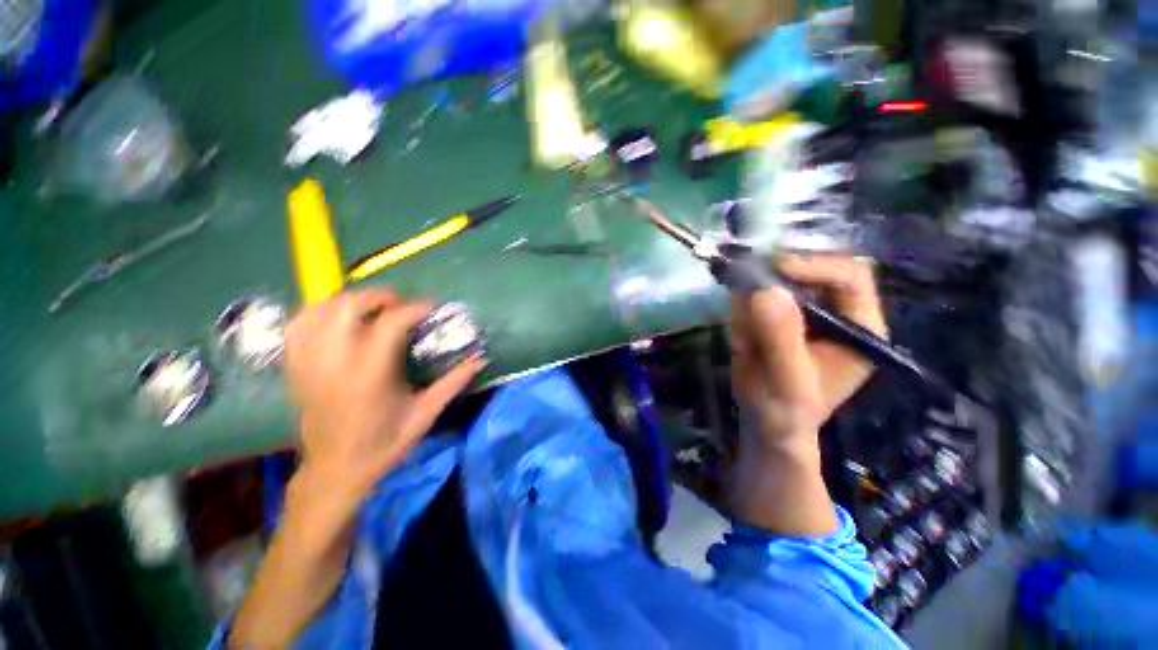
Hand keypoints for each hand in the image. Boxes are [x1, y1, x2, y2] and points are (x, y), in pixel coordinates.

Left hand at [284, 290, 485, 505]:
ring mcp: (309, 365)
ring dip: (347, 301)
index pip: (390, 324)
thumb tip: (480, 359)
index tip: (431, 307)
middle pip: (347, 308)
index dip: (414, 309)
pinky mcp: (296, 369)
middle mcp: (334, 364)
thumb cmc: (384, 444)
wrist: (335, 472)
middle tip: (399, 303)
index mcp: (369, 376)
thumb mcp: (425, 415)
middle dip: (377, 297)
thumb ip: (453, 383)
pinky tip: (336, 318)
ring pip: (319, 312)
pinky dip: (317, 313)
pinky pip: (297, 327)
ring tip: (369, 308)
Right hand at [731, 255, 886, 448]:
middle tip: (747, 276)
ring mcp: (803, 311)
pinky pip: (758, 293)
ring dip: (756, 288)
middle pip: (814, 269)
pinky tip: (740, 329)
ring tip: (742, 321)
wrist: (765, 421)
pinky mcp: (777, 314)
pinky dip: (743, 301)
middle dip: (779, 272)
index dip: (815, 266)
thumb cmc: (786, 409)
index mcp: (859, 327)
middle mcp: (836, 311)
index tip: (775, 270)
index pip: (850, 277)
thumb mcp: (787, 380)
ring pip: (782, 278)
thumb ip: (781, 338)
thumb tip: (765, 291)